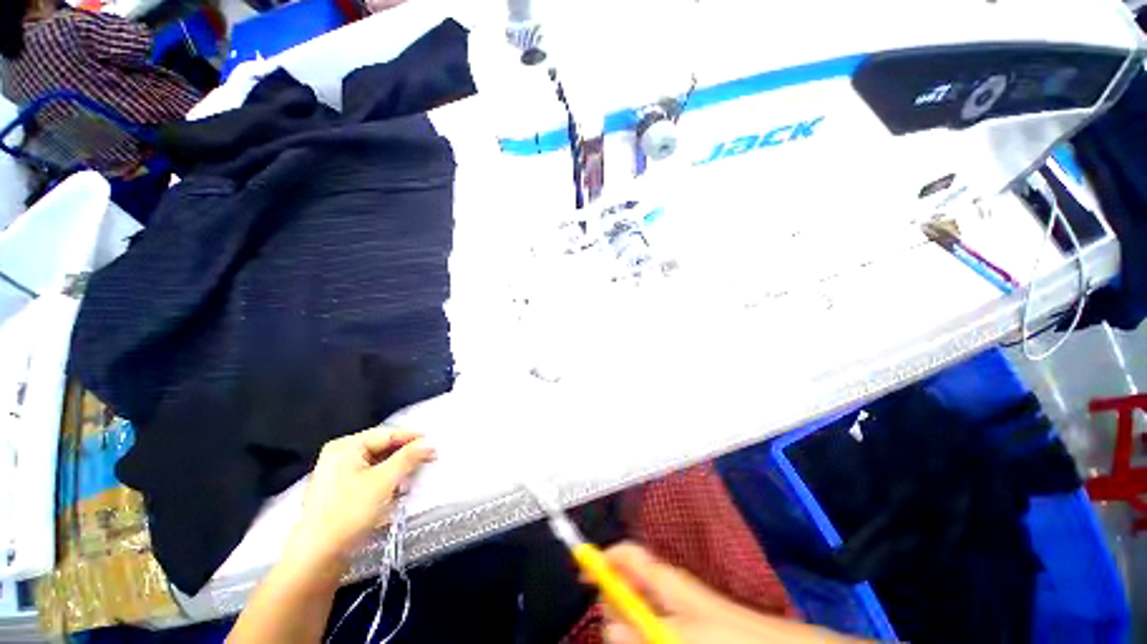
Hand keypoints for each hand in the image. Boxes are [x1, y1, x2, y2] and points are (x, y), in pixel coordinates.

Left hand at [287, 426, 435, 567]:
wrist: (317, 558)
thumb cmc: (350, 513)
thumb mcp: (384, 481)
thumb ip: (409, 457)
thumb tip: (430, 441)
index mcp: (346, 446)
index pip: (387, 434)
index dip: (413, 438)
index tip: (435, 444)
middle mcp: (339, 454)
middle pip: (382, 447)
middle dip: (405, 454)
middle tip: (428, 459)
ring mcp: (336, 473)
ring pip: (376, 462)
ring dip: (397, 468)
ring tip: (415, 474)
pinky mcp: (338, 491)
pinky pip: (368, 476)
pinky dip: (385, 479)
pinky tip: (397, 488)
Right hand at [601, 543, 859, 643]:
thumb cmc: (731, 638)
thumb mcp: (679, 637)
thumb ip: (641, 630)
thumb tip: (608, 624)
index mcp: (664, 579)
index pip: (624, 555)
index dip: (600, 558)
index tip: (579, 572)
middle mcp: (668, 590)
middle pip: (625, 587)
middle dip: (612, 607)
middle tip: (618, 632)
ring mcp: (679, 610)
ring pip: (639, 612)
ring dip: (628, 627)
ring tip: (633, 638)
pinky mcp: (687, 627)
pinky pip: (655, 625)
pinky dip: (646, 632)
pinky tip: (649, 640)